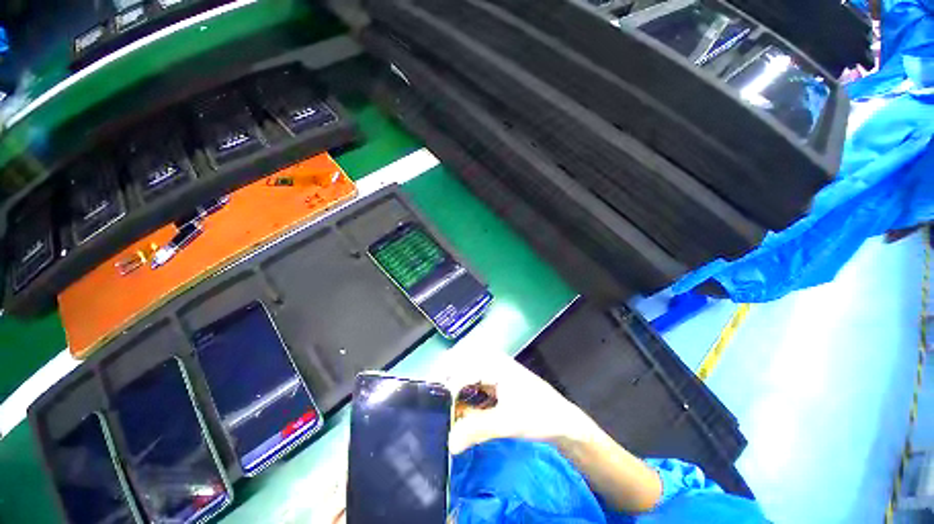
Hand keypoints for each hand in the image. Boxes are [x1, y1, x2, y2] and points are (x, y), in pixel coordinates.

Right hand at [435, 349, 598, 453]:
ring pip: (462, 374)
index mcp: (494, 363)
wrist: (563, 422)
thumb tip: (448, 443)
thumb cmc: (540, 416)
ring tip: (443, 412)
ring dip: (451, 391)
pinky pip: (470, 384)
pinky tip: (459, 411)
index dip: (446, 392)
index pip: (460, 372)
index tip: (435, 414)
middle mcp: (489, 361)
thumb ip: (477, 430)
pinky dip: (461, 396)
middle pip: (457, 366)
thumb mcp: (508, 423)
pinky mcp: (492, 382)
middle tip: (434, 409)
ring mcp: (491, 370)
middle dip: (443, 385)